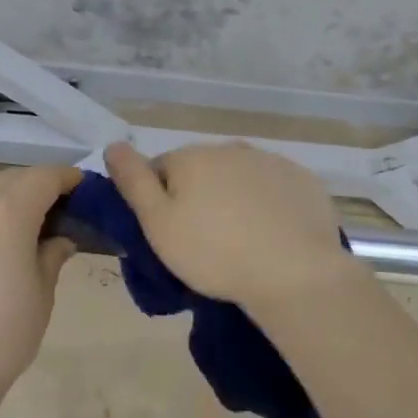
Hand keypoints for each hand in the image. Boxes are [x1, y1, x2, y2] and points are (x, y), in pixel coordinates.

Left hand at [0, 164, 81, 403]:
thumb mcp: (42, 294)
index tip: (81, 188)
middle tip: (56, 207)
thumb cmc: (4, 334)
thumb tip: (59, 239)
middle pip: (12, 178)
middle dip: (37, 184)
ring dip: (3, 189)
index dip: (67, 178)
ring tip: (18, 211)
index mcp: (10, 212)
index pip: (45, 178)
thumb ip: (51, 256)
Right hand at [104, 141, 353, 309]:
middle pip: (201, 171)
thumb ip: (133, 181)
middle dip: (198, 198)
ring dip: (233, 200)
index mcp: (192, 157)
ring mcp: (272, 162)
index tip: (170, 235)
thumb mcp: (158, 224)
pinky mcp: (303, 181)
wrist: (294, 273)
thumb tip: (113, 145)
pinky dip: (268, 206)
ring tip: (241, 242)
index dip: (159, 203)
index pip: (160, 170)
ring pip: (239, 178)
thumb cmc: (214, 253)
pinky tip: (272, 236)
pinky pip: (274, 189)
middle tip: (204, 243)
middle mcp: (231, 148)